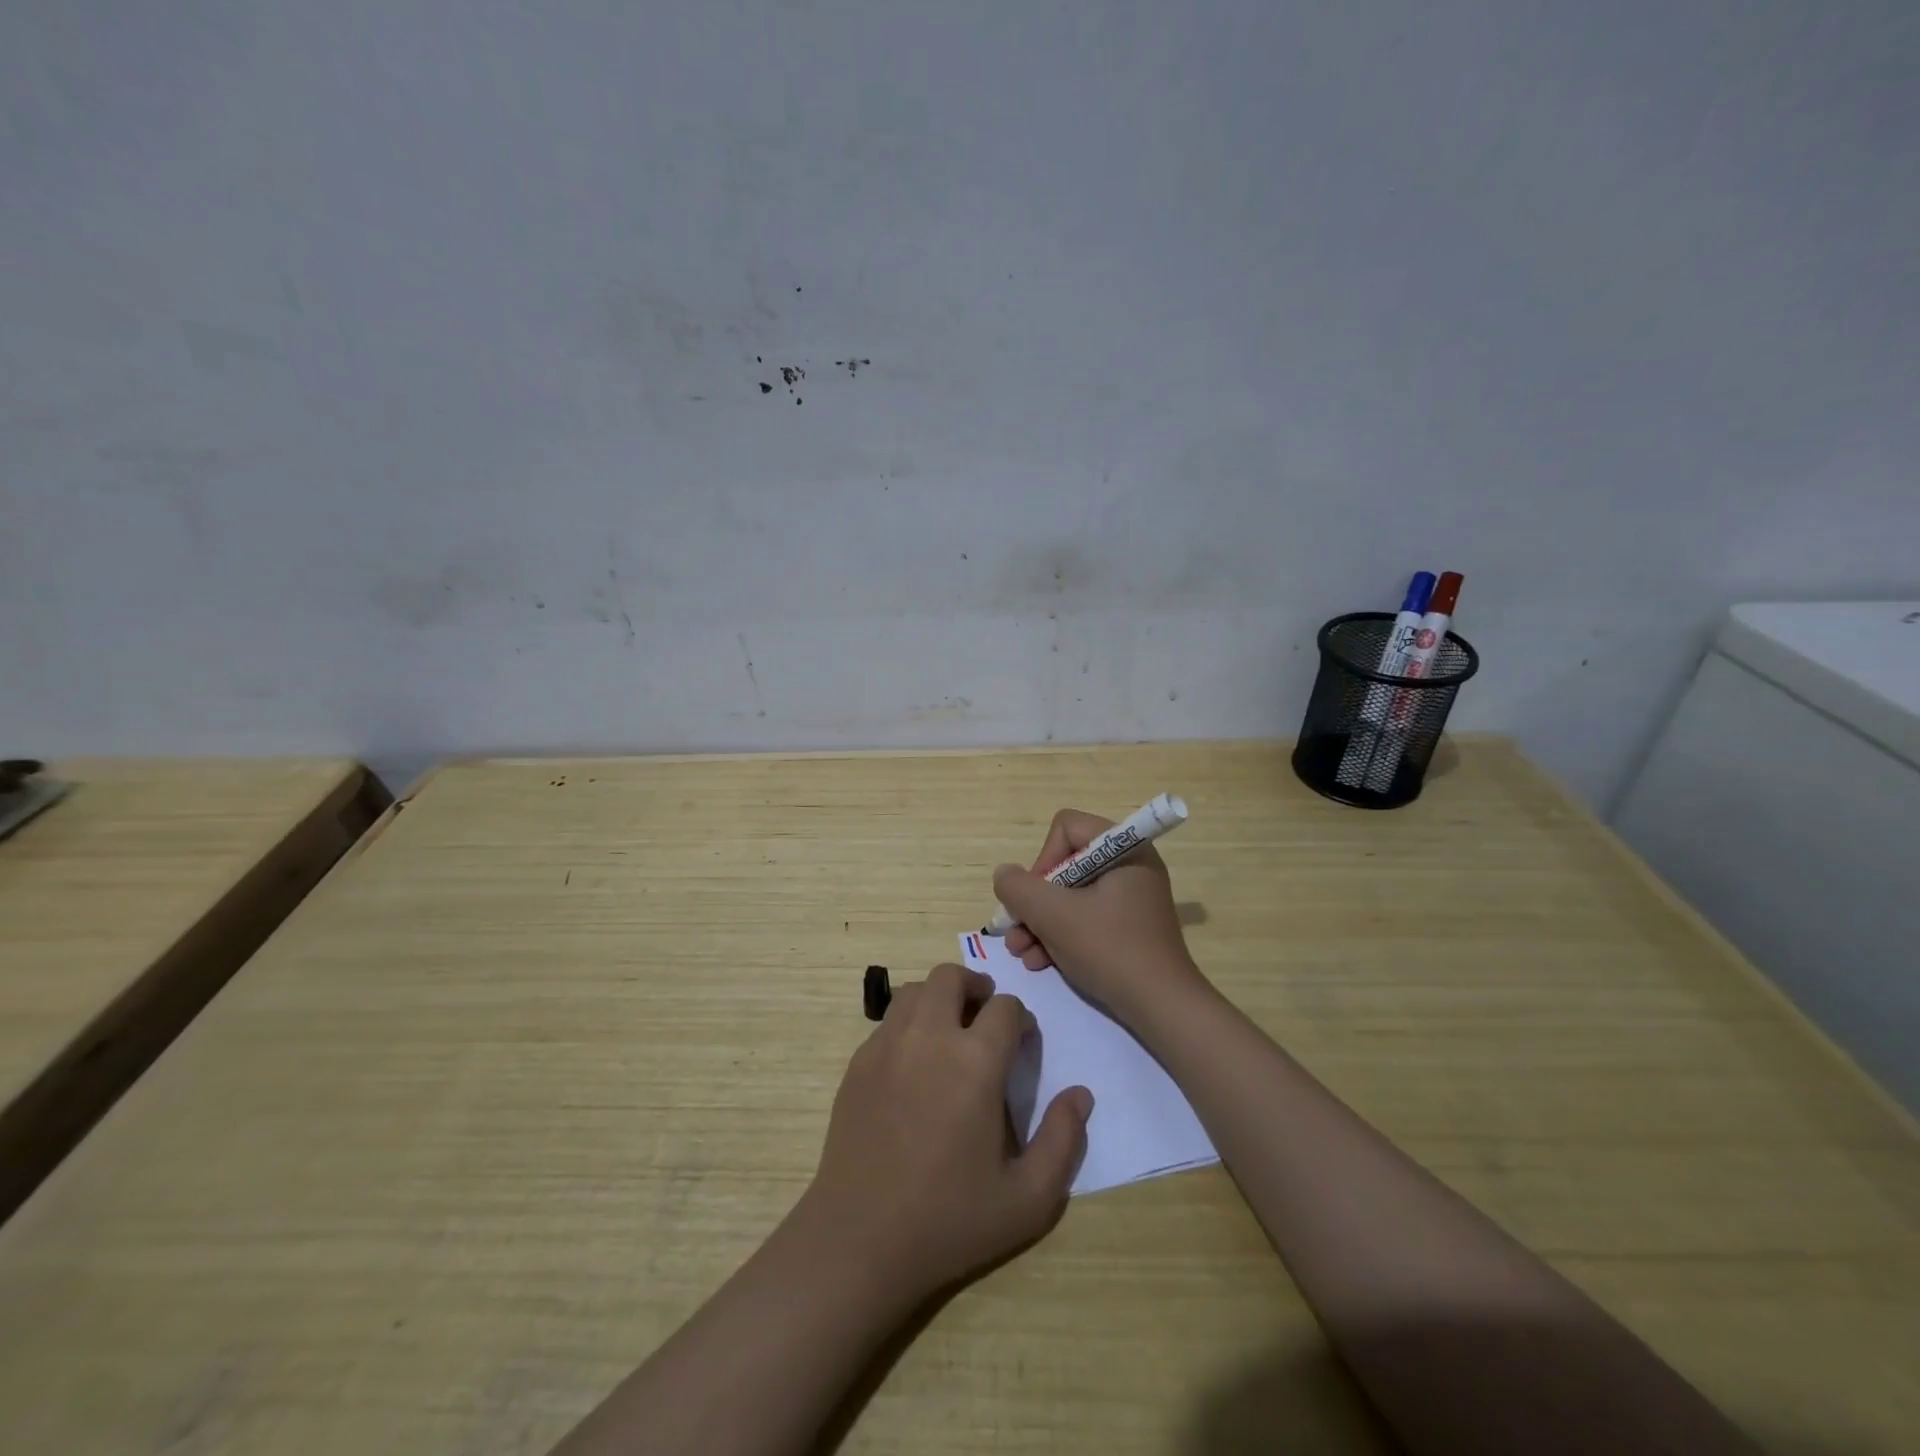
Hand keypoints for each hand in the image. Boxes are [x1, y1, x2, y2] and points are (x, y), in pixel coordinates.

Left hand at [794, 963, 1092, 1308]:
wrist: (860, 1241)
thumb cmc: (950, 1221)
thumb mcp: (1028, 1198)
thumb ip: (1064, 1140)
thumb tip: (1080, 1094)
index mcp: (975, 1062)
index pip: (1005, 1007)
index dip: (1021, 1019)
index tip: (1022, 1044)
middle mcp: (929, 1037)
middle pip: (952, 977)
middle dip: (976, 987)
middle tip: (985, 1018)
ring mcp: (887, 1045)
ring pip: (915, 990)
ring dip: (939, 999)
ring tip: (950, 1033)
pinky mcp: (859, 1063)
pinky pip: (889, 1021)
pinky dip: (909, 1025)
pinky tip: (915, 1065)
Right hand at [992, 808, 1207, 1026]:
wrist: (1161, 1007)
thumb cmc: (1109, 949)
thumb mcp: (1053, 915)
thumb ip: (1018, 888)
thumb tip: (1005, 875)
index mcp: (1124, 849)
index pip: (1066, 828)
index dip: (1042, 860)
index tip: (1036, 898)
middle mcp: (1129, 866)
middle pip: (1064, 866)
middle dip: (1034, 902)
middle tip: (1016, 933)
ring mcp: (1130, 898)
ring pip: (1070, 896)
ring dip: (1040, 923)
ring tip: (1022, 953)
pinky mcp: (1128, 927)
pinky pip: (1085, 918)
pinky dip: (1060, 936)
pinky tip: (1040, 962)